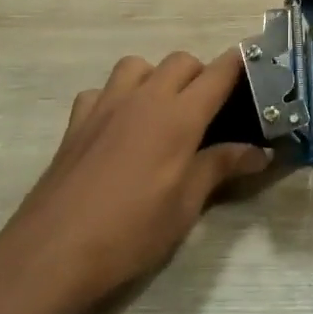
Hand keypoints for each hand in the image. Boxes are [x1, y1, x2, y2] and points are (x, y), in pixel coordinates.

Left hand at [0, 49, 270, 313]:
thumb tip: (260, 152)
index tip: (258, 66)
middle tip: (210, 110)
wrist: (52, 252)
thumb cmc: (131, 232)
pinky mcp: (76, 122)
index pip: (219, 73)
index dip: (241, 64)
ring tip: (162, 111)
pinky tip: (118, 127)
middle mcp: (144, 99)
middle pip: (181, 61)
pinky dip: (116, 97)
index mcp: (178, 116)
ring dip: (156, 77)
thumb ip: (221, 167)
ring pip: (137, 65)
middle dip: (201, 74)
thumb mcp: (186, 205)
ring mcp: (105, 106)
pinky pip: (101, 90)